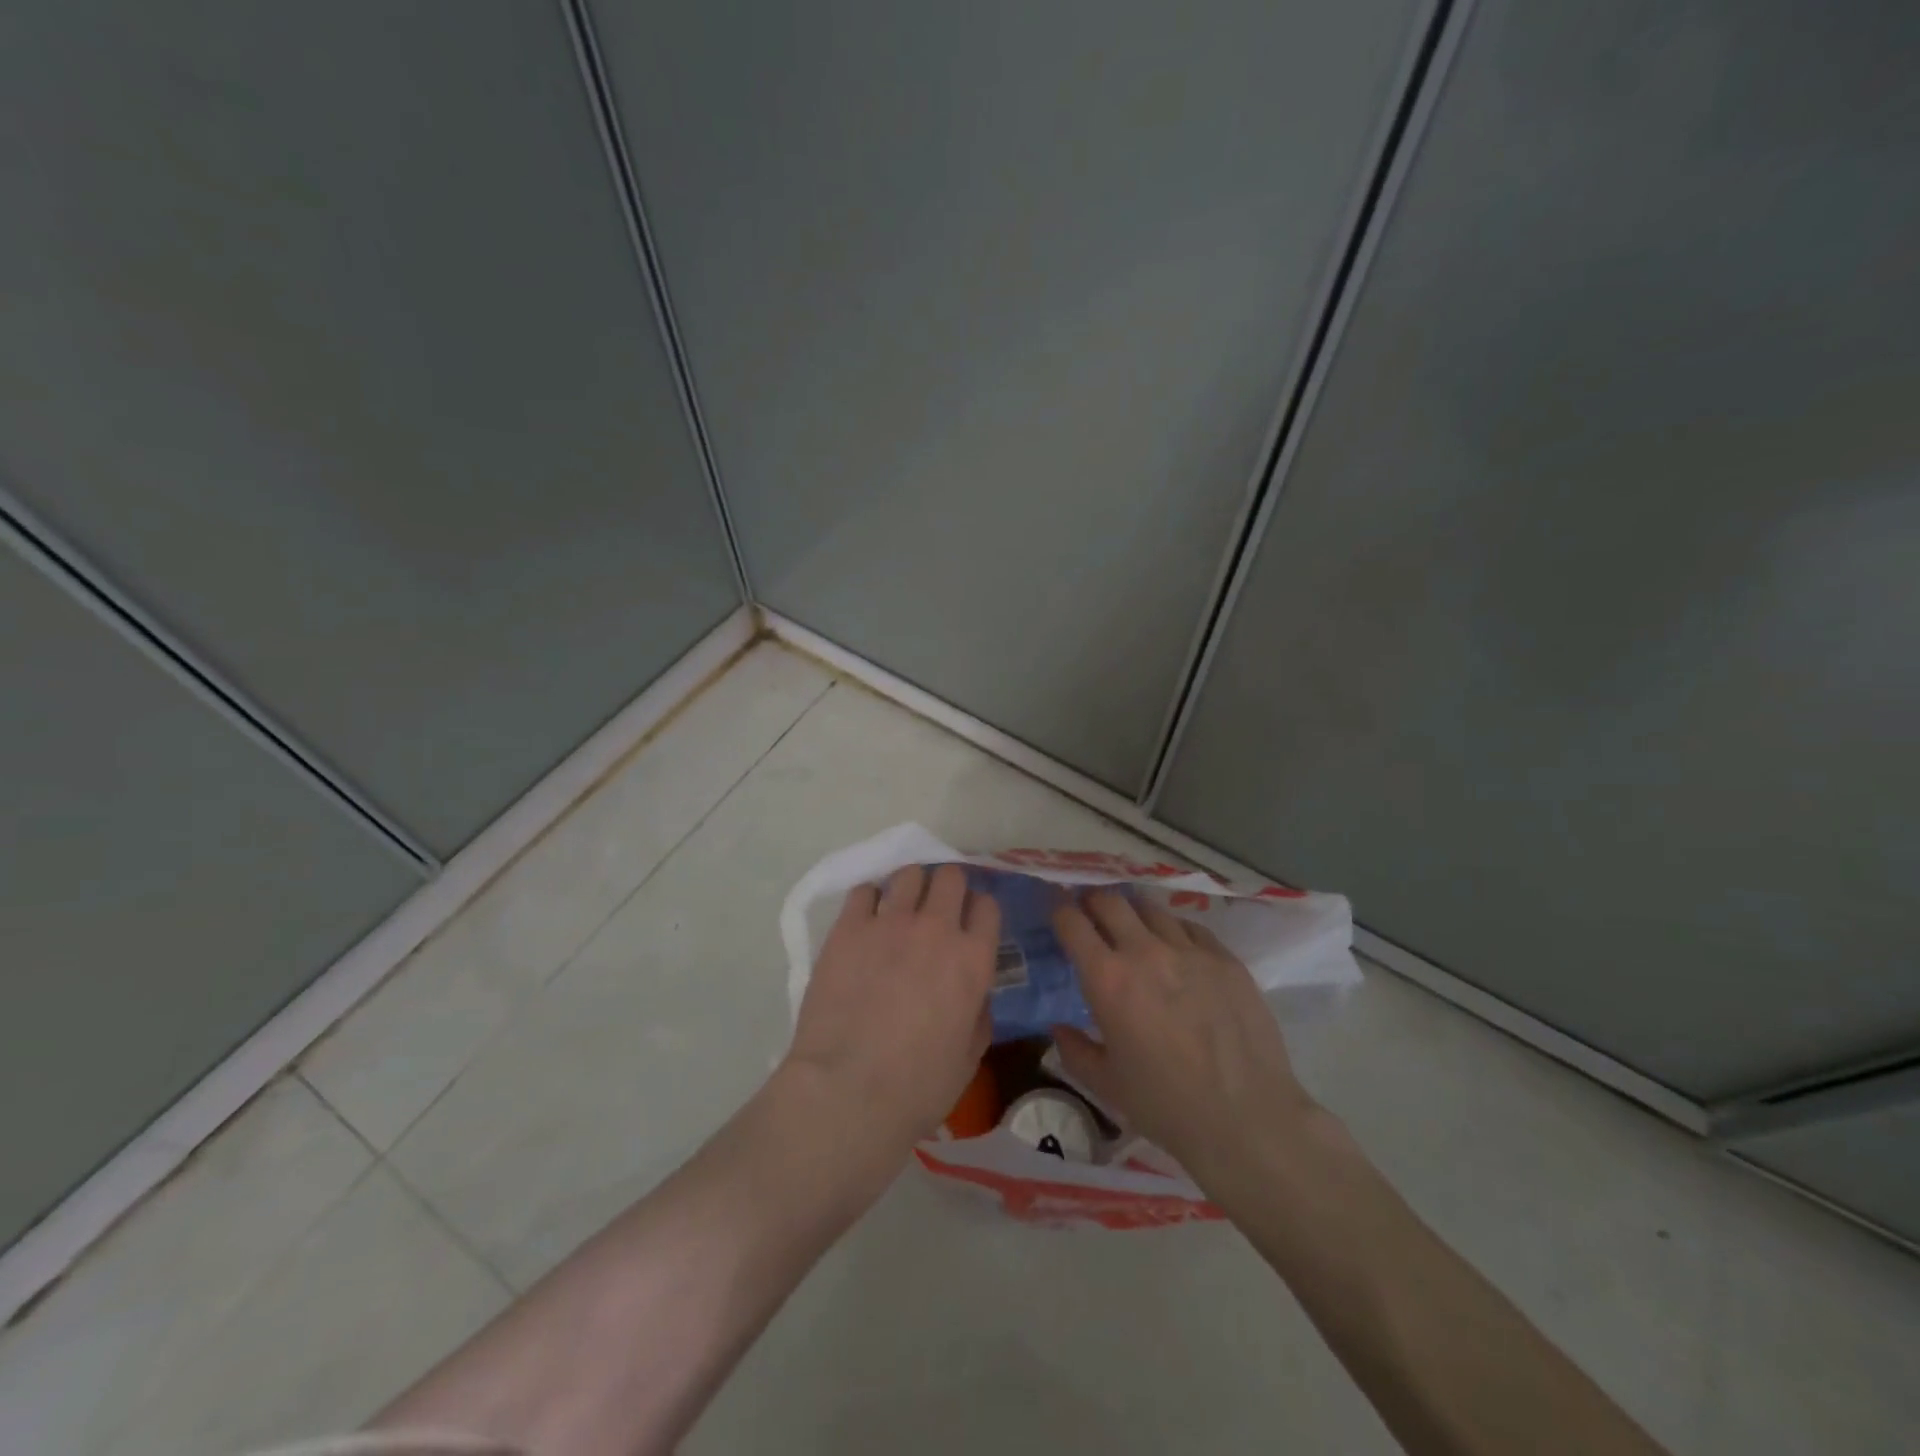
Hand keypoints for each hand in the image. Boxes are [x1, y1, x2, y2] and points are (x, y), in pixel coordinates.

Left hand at [785, 864, 1000, 1152]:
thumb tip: (975, 993)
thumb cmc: (917, 1087)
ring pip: (909, 874)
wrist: (848, 1091)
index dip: (979, 911)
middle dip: (947, 888)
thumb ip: (979, 1014)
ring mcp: (890, 922)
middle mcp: (937, 928)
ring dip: (910, 887)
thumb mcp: (969, 1057)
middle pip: (950, 877)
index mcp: (973, 959)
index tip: (969, 923)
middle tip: (935, 910)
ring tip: (899, 908)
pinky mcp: (849, 927)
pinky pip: (864, 890)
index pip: (987, 905)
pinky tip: (865, 919)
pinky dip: (869, 899)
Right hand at [1050, 889, 1316, 1185]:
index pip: (1072, 922)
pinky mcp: (1226, 958)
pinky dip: (1173, 931)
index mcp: (1108, 979)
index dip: (1059, 910)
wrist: (1248, 1119)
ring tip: (1133, 928)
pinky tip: (1177, 950)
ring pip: (1151, 908)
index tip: (1057, 911)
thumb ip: (1075, 1050)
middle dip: (1093, 900)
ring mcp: (1190, 950)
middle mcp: (1145, 952)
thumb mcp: (1106, 1084)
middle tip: (1090, 912)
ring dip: (1133, 913)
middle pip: (1110, 900)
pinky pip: (1190, 928)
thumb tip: (1059, 1028)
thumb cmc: (1166, 1105)